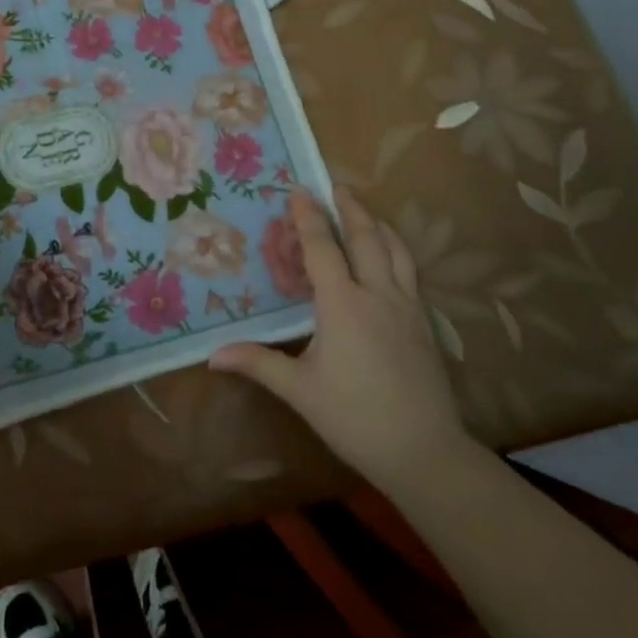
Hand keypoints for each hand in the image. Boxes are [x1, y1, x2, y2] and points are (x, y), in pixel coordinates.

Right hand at [210, 187, 475, 487]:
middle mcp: (378, 294)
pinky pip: (411, 272)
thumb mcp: (300, 391)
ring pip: (396, 251)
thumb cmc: (354, 418)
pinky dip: (398, 251)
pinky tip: (392, 259)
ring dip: (378, 225)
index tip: (299, 190)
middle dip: (350, 208)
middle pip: (366, 238)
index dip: (308, 217)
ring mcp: (407, 307)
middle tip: (337, 186)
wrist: (424, 451)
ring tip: (367, 212)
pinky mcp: (425, 324)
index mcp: (343, 305)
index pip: (322, 248)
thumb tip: (212, 356)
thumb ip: (258, 363)